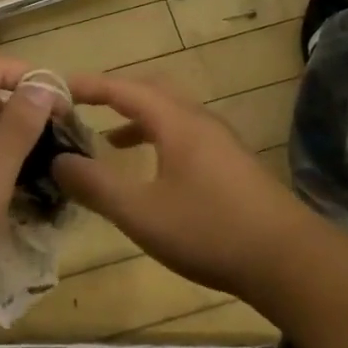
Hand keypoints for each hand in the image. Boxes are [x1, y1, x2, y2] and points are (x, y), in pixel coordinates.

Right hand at [54, 72, 318, 304]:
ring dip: (137, 118)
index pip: (124, 88)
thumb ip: (96, 185)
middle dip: (114, 94)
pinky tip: (151, 171)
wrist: (289, 262)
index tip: (58, 87)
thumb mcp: (141, 213)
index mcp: (176, 121)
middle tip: (82, 106)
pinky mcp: (231, 163)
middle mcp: (198, 120)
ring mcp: (219, 141)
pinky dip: (157, 138)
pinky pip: (183, 134)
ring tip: (108, 140)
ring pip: (170, 113)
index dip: (89, 85)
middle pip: (150, 90)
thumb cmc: (209, 230)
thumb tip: (58, 161)